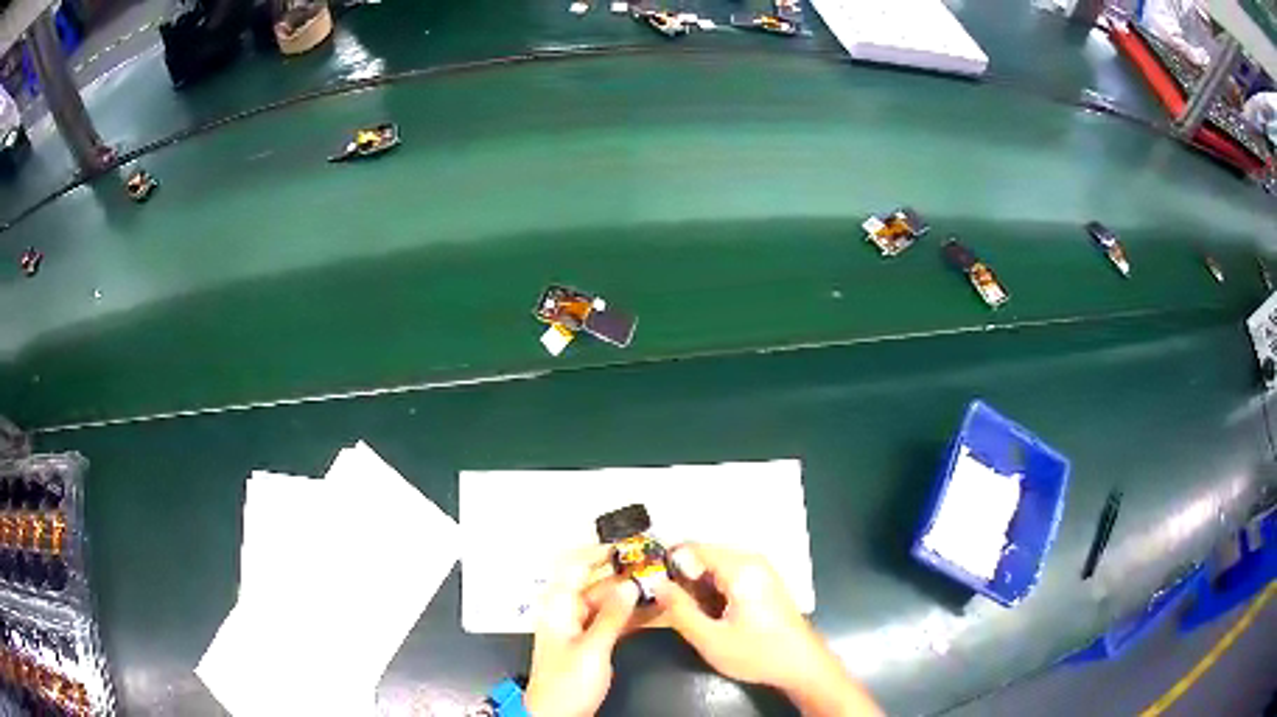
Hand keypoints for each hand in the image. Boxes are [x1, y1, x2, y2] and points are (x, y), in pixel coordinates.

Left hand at [525, 546, 639, 716]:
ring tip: (662, 586)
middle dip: (623, 575)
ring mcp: (578, 628)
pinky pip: (610, 621)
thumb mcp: (592, 648)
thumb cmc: (568, 681)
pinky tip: (653, 612)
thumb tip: (629, 584)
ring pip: (606, 603)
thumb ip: (611, 616)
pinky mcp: (589, 643)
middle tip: (656, 567)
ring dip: (630, 596)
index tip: (629, 545)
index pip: (574, 567)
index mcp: (558, 607)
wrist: (556, 716)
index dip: (598, 552)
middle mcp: (567, 612)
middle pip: (594, 584)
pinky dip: (629, 616)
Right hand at [656, 544, 882, 716]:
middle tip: (668, 604)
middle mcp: (752, 560)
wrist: (801, 665)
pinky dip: (713, 588)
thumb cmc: (757, 653)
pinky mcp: (764, 581)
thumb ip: (679, 610)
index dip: (668, 564)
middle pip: (704, 554)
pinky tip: (710, 612)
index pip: (692, 548)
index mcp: (740, 568)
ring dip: (697, 584)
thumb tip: (656, 583)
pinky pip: (729, 573)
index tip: (653, 587)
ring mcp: (761, 569)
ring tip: (688, 611)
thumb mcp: (710, 639)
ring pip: (715, 565)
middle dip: (682, 576)